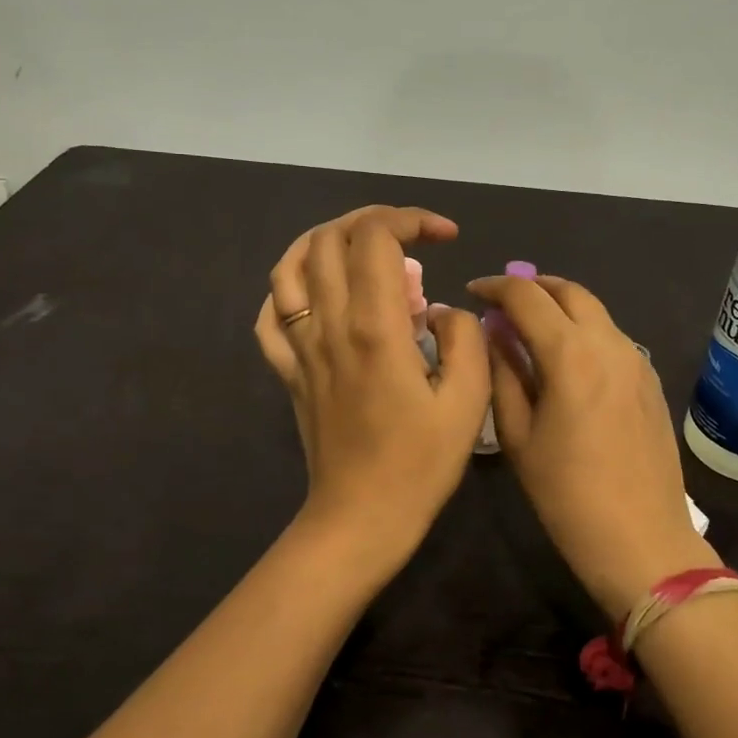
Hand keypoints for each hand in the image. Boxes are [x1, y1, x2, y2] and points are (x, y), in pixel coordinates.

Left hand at [255, 206, 491, 576]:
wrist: (360, 518)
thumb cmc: (420, 464)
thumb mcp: (468, 401)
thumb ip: (463, 338)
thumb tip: (439, 309)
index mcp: (374, 327)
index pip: (376, 237)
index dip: (411, 219)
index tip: (445, 235)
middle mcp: (328, 325)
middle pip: (329, 239)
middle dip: (372, 220)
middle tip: (410, 238)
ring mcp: (299, 347)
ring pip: (289, 266)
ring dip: (325, 241)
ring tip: (359, 249)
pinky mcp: (287, 371)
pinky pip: (269, 314)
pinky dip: (289, 288)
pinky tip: (317, 294)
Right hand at [468, 273, 718, 618]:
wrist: (642, 540)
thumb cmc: (566, 495)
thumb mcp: (518, 436)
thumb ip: (503, 374)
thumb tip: (493, 333)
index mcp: (570, 354)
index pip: (526, 295)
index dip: (494, 287)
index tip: (472, 292)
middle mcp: (609, 343)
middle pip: (568, 291)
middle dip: (531, 286)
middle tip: (501, 303)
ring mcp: (636, 359)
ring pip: (594, 310)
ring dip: (559, 306)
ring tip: (529, 327)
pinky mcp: (650, 379)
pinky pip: (611, 336)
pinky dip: (583, 329)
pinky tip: (565, 357)